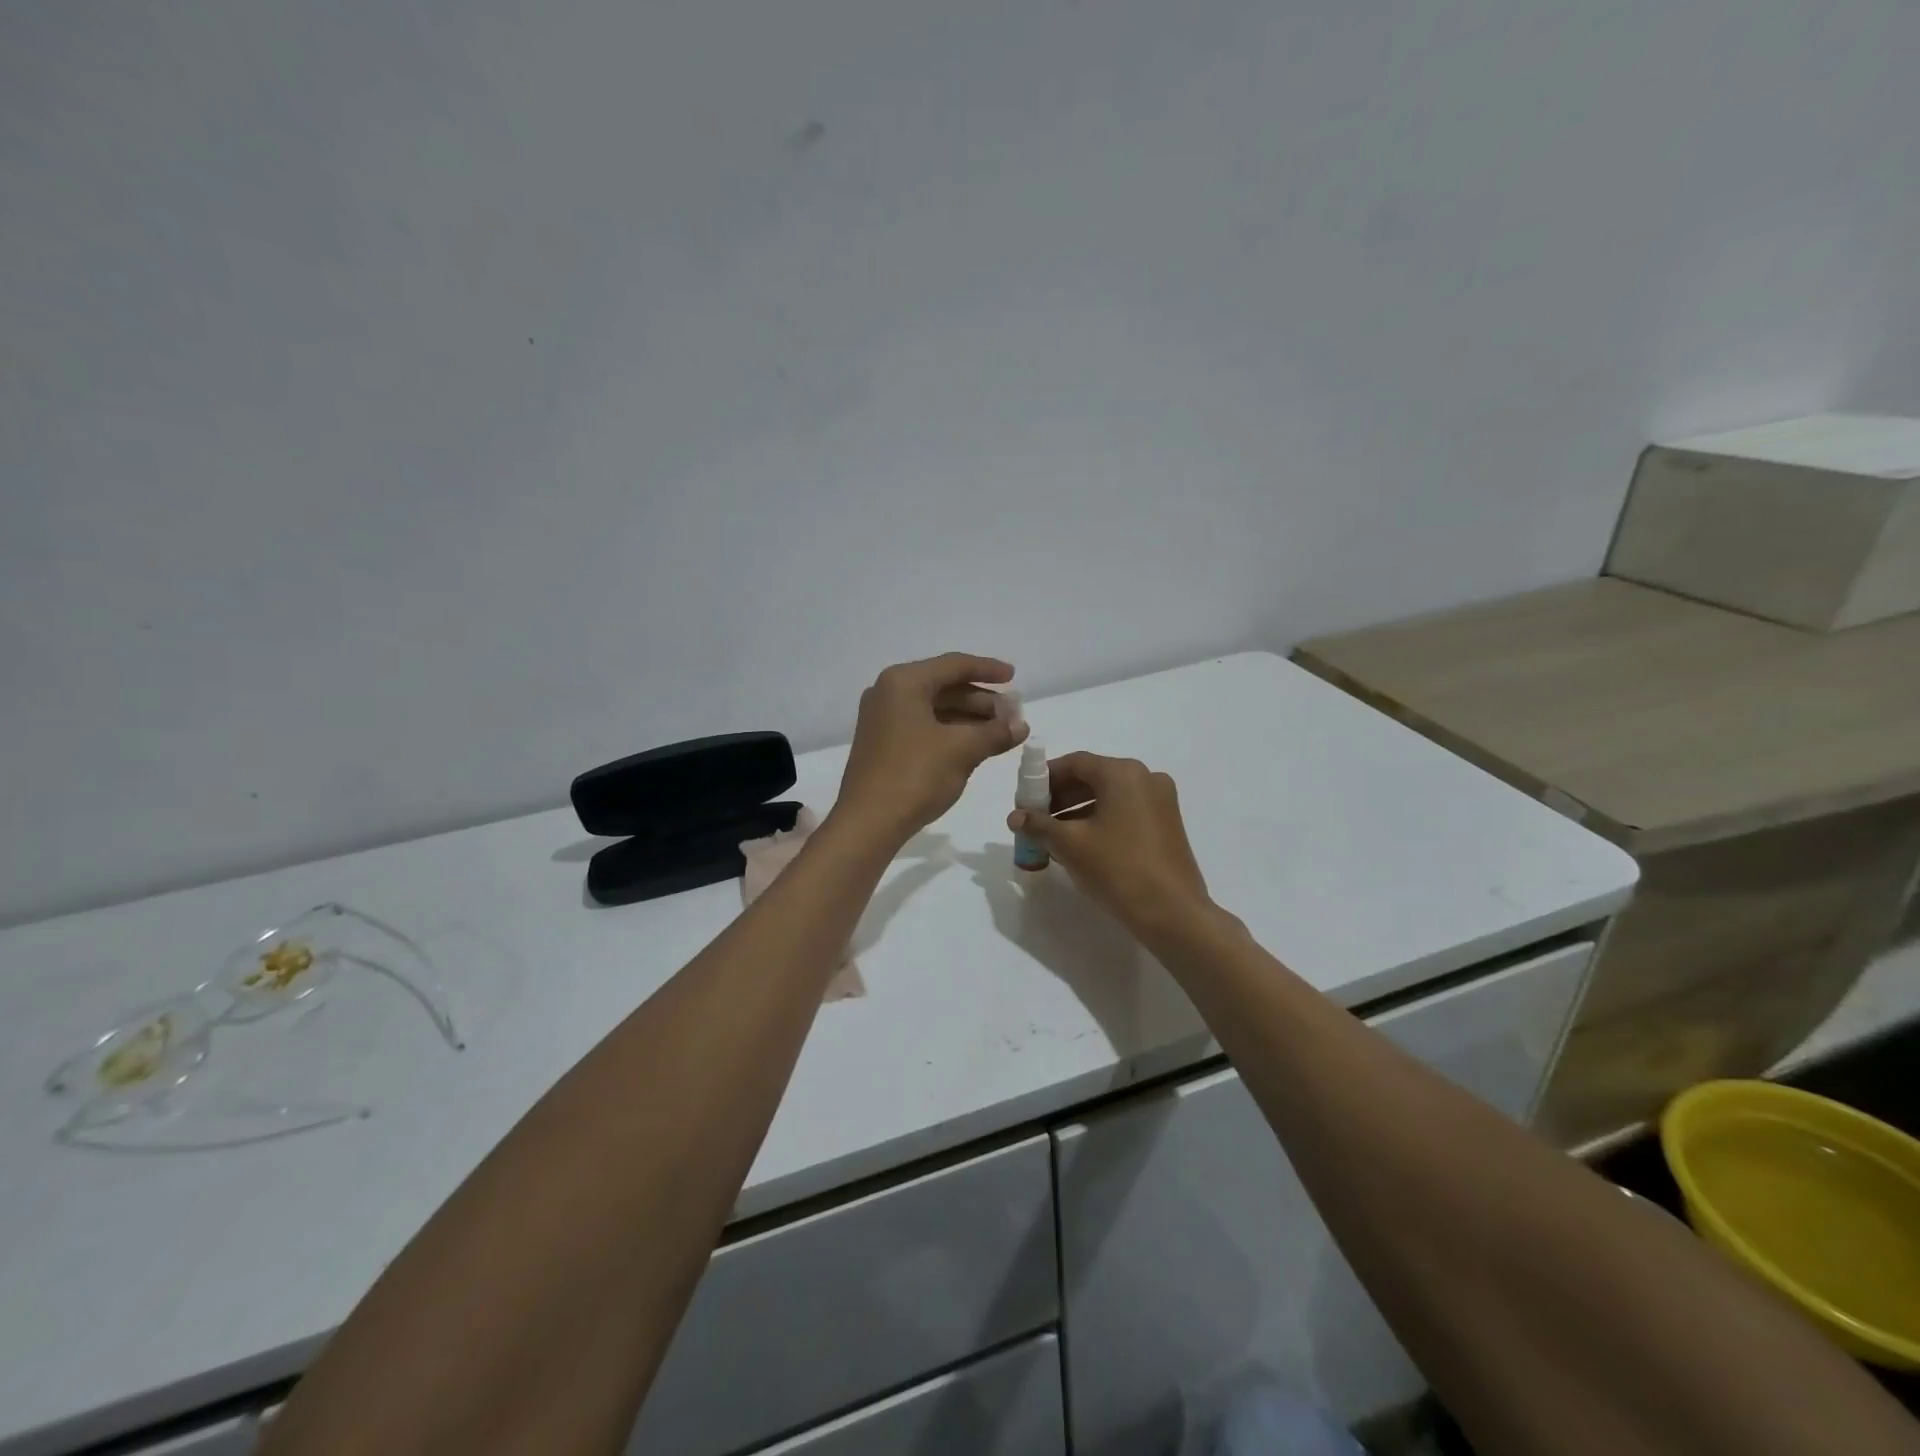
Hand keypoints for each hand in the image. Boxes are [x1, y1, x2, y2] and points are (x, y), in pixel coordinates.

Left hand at [834, 653, 1027, 845]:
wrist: (868, 823)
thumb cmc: (915, 775)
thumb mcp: (962, 750)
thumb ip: (995, 732)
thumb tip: (1021, 725)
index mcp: (904, 682)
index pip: (954, 665)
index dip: (988, 670)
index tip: (1014, 677)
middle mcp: (889, 693)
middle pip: (944, 686)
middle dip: (981, 700)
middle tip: (1013, 714)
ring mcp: (883, 720)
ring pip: (935, 709)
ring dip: (969, 718)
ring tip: (1001, 732)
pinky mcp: (883, 744)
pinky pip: (924, 727)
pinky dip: (951, 733)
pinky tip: (976, 746)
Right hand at [1008, 752, 1213, 938]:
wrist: (1172, 913)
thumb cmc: (1117, 868)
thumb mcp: (1070, 844)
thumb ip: (1039, 825)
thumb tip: (1015, 817)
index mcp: (1123, 773)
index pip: (1074, 763)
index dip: (1044, 778)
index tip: (1024, 799)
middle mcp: (1146, 777)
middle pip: (1093, 777)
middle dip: (1060, 797)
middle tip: (1035, 819)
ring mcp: (1161, 801)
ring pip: (1109, 796)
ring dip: (1078, 811)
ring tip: (1053, 836)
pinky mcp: (1167, 824)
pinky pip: (1125, 811)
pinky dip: (1100, 820)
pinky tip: (1081, 845)